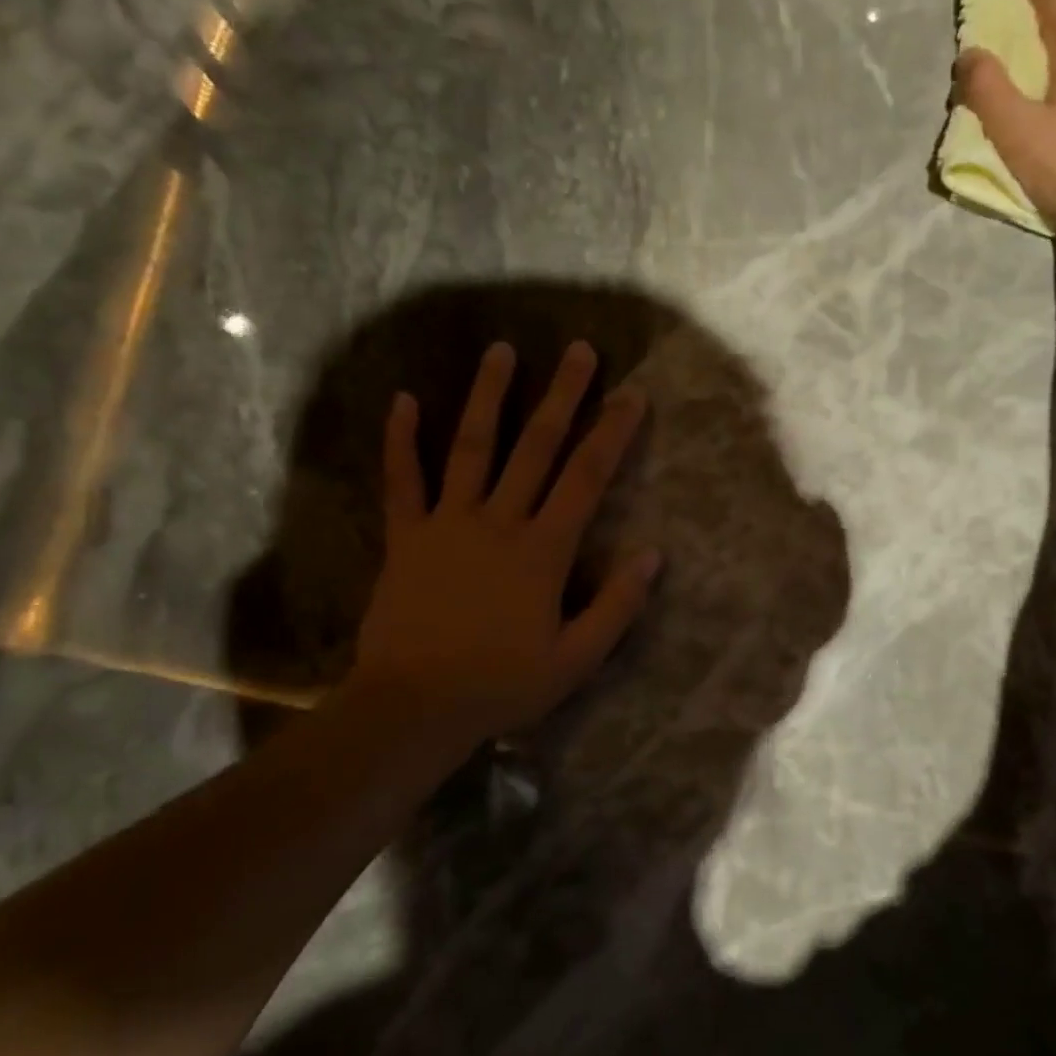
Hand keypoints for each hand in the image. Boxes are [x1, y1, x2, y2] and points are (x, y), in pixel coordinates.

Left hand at [346, 340, 659, 751]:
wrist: (414, 706)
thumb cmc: (501, 685)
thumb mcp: (575, 659)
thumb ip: (617, 606)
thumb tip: (652, 555)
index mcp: (543, 550)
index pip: (586, 478)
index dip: (612, 433)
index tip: (632, 394)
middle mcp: (499, 521)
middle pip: (536, 447)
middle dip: (561, 395)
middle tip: (577, 350)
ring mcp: (448, 523)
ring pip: (472, 447)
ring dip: (488, 396)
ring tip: (500, 350)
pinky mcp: (407, 536)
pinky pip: (403, 480)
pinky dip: (402, 440)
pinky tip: (403, 400)